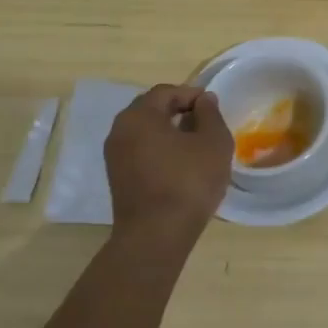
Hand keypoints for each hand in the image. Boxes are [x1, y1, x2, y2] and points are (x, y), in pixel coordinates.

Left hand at [103, 85, 232, 252]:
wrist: (156, 236)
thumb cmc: (188, 181)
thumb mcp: (213, 142)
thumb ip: (210, 114)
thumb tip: (204, 100)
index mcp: (139, 116)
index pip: (166, 92)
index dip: (192, 94)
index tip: (213, 107)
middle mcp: (120, 130)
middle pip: (151, 109)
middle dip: (179, 110)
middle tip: (205, 122)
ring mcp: (114, 156)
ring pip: (145, 131)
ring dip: (169, 131)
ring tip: (196, 144)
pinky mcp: (117, 178)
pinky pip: (140, 150)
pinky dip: (159, 149)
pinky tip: (180, 164)